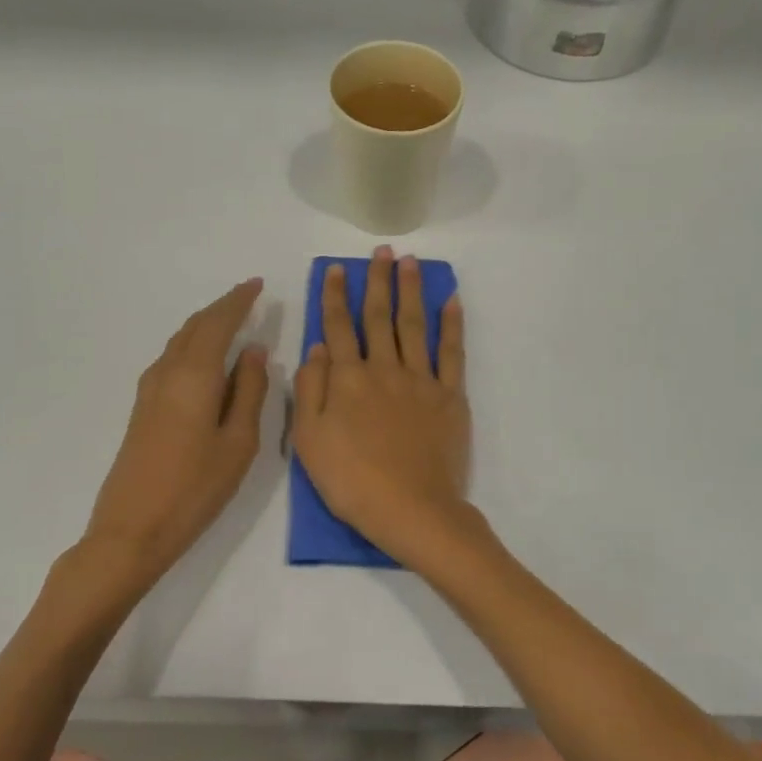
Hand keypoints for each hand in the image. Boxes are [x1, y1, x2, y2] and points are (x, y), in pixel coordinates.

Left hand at [84, 280, 268, 584]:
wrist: (132, 529)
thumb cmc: (195, 488)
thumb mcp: (239, 442)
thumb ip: (249, 391)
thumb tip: (253, 351)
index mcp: (194, 375)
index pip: (218, 323)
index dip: (238, 301)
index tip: (257, 284)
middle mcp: (167, 372)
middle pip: (195, 326)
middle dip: (222, 308)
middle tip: (247, 297)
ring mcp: (150, 390)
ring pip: (180, 341)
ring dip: (205, 325)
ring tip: (230, 321)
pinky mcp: (143, 408)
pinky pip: (172, 359)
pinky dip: (192, 345)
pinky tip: (205, 359)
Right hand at [292, 247, 471, 564]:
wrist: (412, 509)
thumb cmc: (352, 481)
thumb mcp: (309, 441)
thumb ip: (310, 389)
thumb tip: (316, 347)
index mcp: (347, 380)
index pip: (338, 327)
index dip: (335, 296)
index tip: (336, 269)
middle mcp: (384, 369)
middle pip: (378, 317)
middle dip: (377, 281)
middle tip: (381, 251)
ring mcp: (420, 380)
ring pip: (413, 325)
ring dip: (411, 291)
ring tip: (411, 262)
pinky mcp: (450, 396)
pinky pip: (451, 352)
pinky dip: (452, 324)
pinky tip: (451, 301)